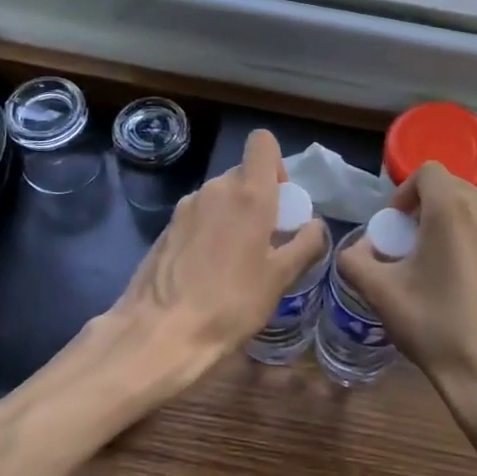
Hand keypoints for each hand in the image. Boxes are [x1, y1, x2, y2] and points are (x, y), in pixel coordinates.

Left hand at [93, 128, 326, 397]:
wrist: (160, 332)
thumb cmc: (231, 302)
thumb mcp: (280, 278)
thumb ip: (305, 245)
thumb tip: (316, 225)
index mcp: (248, 193)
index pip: (262, 143)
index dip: (276, 165)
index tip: (281, 202)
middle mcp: (215, 189)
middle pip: (242, 174)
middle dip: (258, 198)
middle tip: (266, 239)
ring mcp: (185, 207)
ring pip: (219, 197)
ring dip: (233, 216)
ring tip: (237, 260)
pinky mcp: (166, 228)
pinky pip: (198, 216)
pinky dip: (209, 231)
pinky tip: (208, 271)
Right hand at [338, 163, 476, 412]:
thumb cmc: (437, 327)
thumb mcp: (381, 294)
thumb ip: (355, 262)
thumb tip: (355, 251)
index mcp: (452, 208)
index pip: (427, 172)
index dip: (405, 193)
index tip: (396, 227)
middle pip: (451, 188)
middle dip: (426, 208)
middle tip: (411, 247)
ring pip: (475, 208)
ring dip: (452, 223)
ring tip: (439, 264)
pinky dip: (476, 240)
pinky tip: (467, 282)